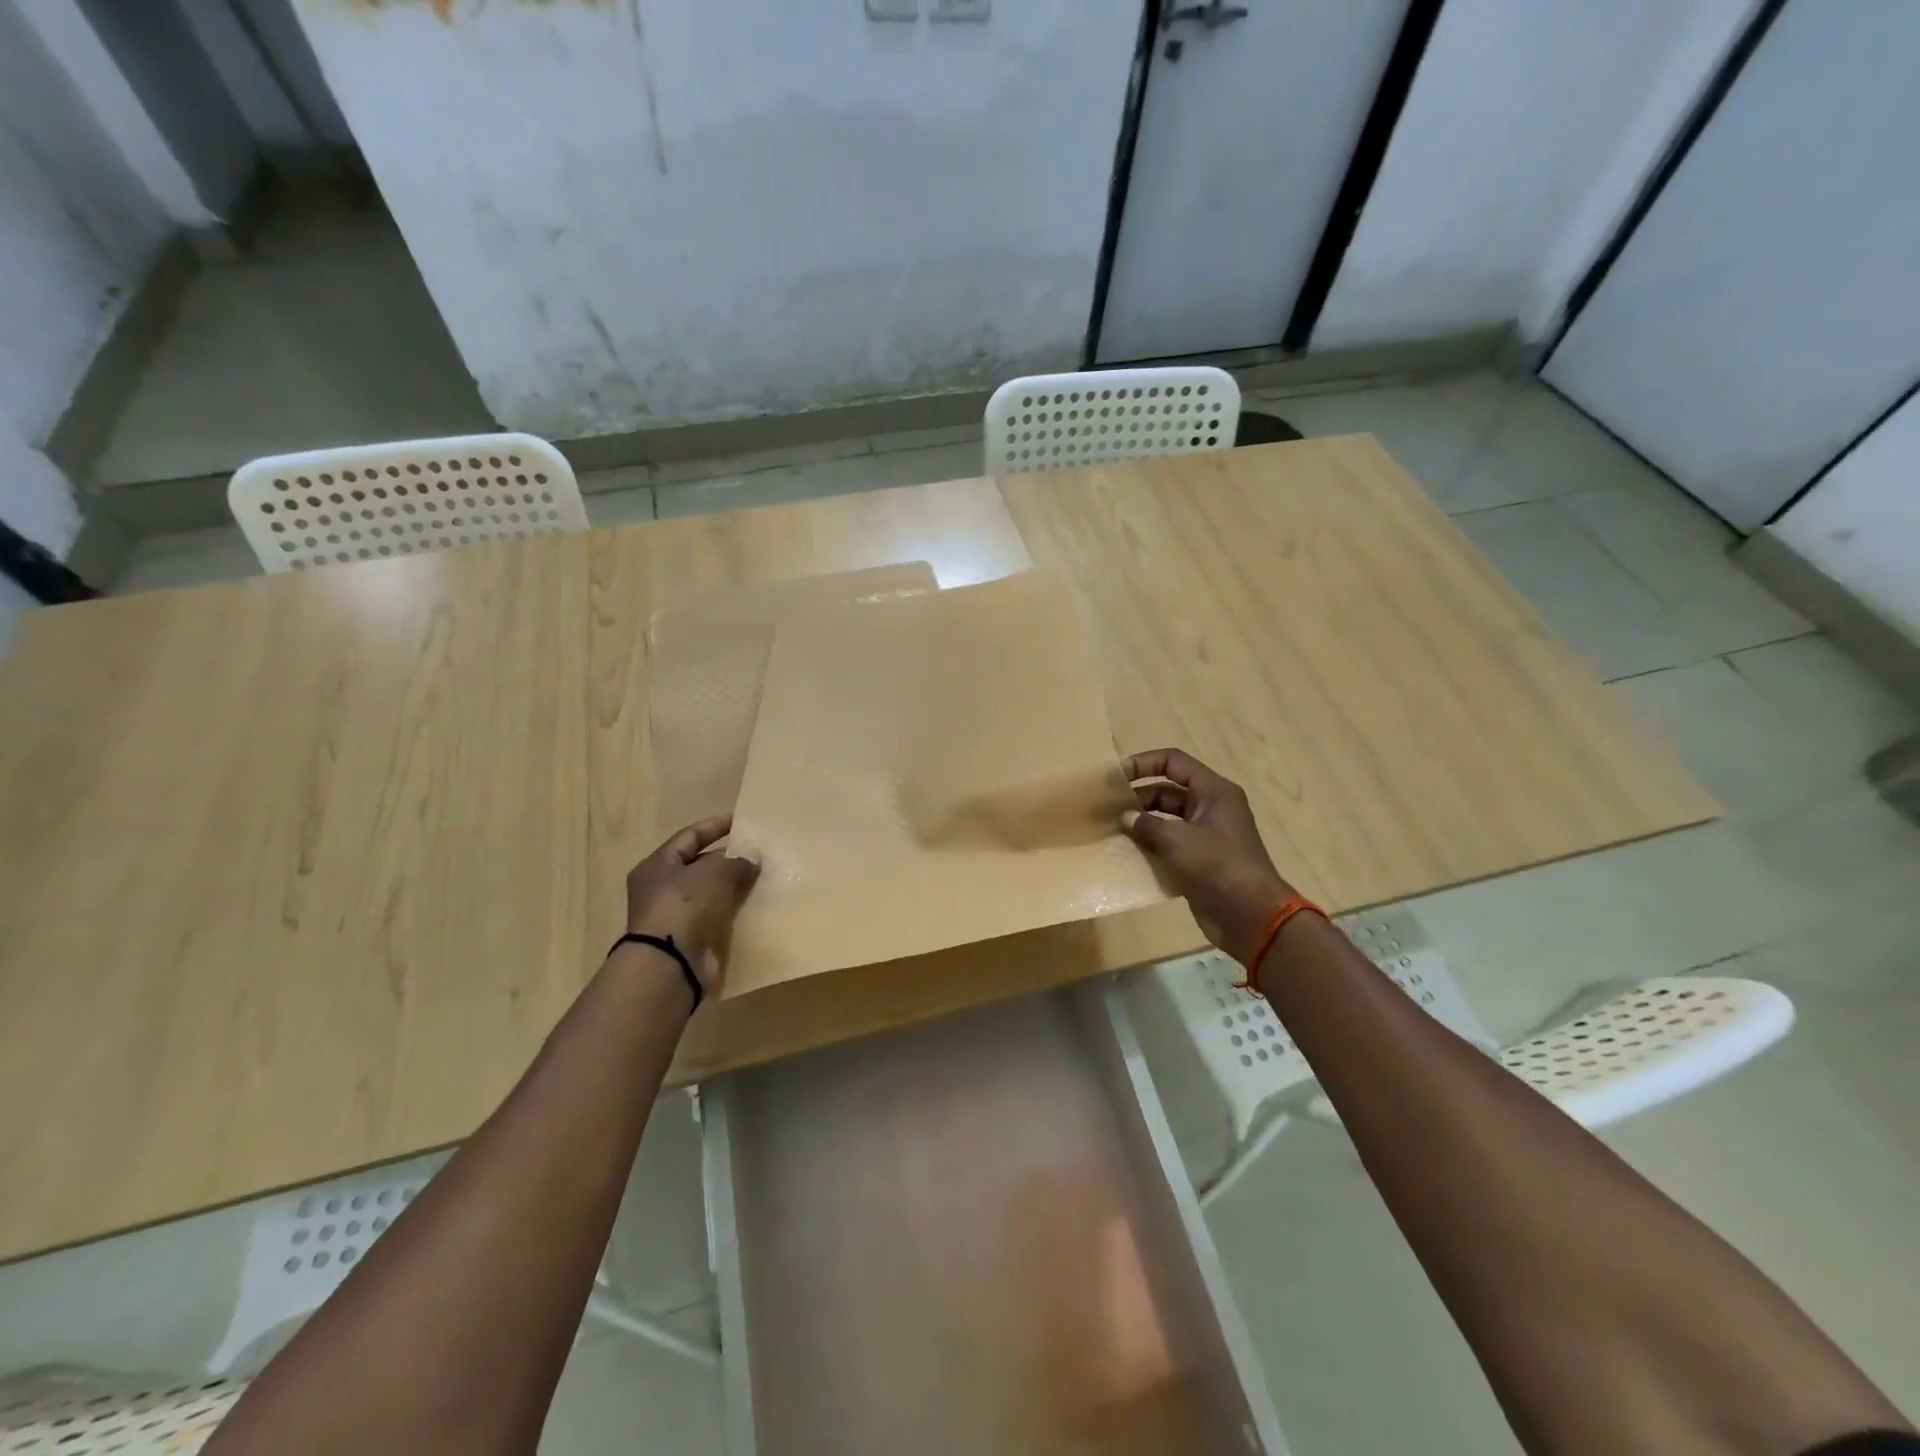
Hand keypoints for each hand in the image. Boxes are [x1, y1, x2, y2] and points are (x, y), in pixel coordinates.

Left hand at [622, 816, 760, 998]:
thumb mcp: (714, 872)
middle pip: (699, 865)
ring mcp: (674, 916)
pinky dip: (732, 910)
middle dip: (728, 859)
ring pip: (709, 893)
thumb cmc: (684, 905)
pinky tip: (754, 905)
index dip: (715, 826)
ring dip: (732, 886)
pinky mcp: (689, 939)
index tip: (741, 821)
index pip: (689, 836)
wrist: (671, 963)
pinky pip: (715, 916)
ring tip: (761, 877)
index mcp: (657, 865)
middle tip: (758, 853)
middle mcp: (660, 889)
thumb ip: (736, 861)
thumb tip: (752, 860)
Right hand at [1122, 749, 1294, 966]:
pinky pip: (1171, 843)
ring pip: (1168, 818)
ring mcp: (1207, 835)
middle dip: (1138, 796)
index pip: (1174, 762)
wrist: (1251, 916)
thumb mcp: (1177, 840)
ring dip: (1142, 822)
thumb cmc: (1217, 866)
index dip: (1144, 763)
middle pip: (1168, 790)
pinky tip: (1128, 853)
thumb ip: (1147, 824)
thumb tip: (1125, 817)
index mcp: (1214, 792)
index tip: (1116, 776)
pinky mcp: (1201, 860)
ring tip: (1113, 830)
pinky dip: (1151, 845)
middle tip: (1108, 808)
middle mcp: (1212, 807)